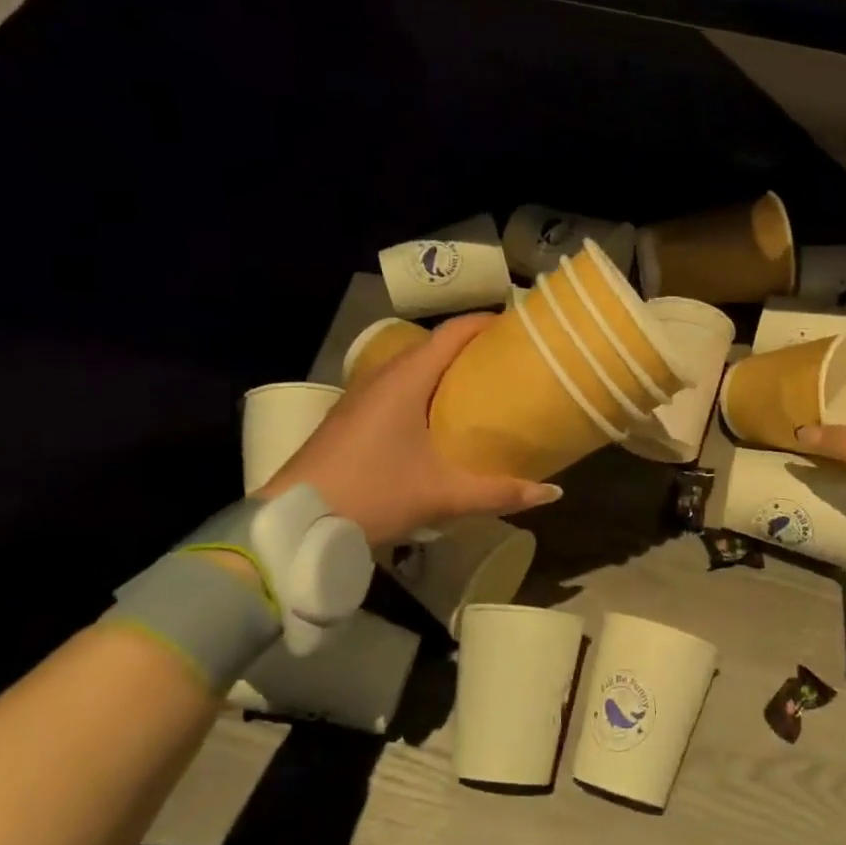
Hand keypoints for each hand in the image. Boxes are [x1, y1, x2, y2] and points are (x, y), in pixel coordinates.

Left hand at [255, 314, 561, 546]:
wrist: (294, 522)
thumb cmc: (372, 493)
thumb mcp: (442, 494)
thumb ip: (499, 492)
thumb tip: (552, 492)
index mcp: (406, 380)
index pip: (452, 333)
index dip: (485, 322)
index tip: (517, 324)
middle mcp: (382, 377)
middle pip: (433, 347)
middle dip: (470, 347)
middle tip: (508, 359)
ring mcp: (361, 397)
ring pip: (411, 368)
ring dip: (444, 369)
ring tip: (480, 385)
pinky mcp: (350, 418)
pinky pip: (396, 388)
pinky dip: (423, 389)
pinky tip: (437, 418)